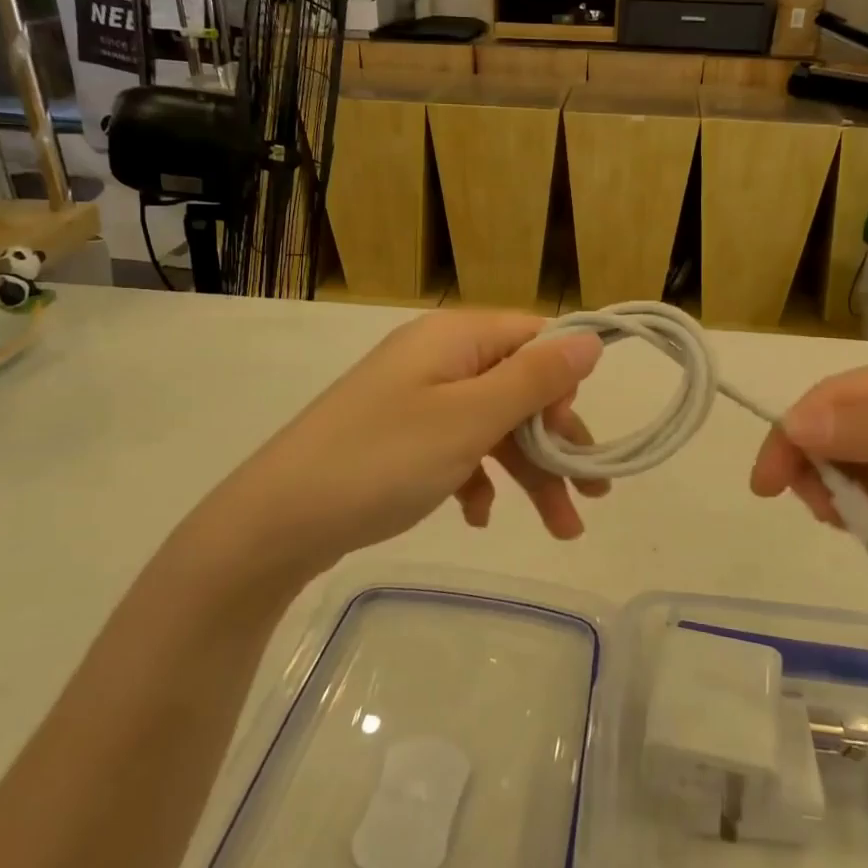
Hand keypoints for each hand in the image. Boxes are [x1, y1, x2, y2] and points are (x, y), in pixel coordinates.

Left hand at [228, 311, 606, 572]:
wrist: (276, 521)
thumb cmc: (383, 459)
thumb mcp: (471, 419)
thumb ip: (536, 379)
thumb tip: (591, 338)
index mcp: (454, 337)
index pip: (534, 338)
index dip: (565, 383)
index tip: (579, 437)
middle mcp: (437, 358)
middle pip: (517, 387)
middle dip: (555, 443)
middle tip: (591, 496)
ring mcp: (414, 398)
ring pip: (491, 425)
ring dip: (527, 472)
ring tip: (560, 530)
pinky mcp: (398, 437)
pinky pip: (455, 447)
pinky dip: (477, 478)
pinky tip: (477, 517)